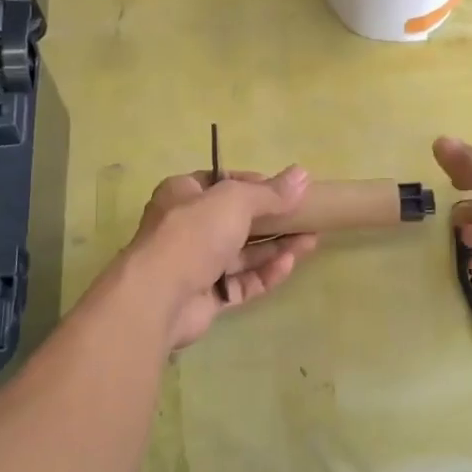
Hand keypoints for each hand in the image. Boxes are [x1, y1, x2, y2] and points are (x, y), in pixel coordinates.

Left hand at [125, 167, 319, 349]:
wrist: (160, 296)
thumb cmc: (194, 233)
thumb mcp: (235, 200)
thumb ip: (270, 192)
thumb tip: (302, 174)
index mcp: (183, 194)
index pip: (222, 182)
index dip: (254, 184)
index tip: (286, 190)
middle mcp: (187, 227)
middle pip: (236, 220)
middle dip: (273, 219)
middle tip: (307, 217)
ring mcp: (196, 264)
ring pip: (243, 254)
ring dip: (276, 247)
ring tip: (311, 241)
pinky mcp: (207, 297)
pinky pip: (242, 282)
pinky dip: (265, 274)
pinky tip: (289, 265)